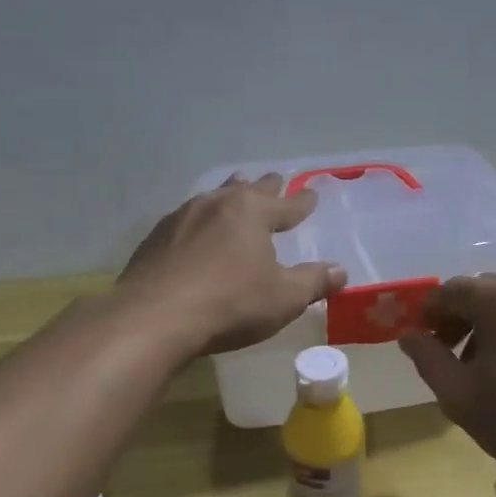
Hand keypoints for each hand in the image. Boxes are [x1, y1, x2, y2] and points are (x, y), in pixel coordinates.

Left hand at [118, 175, 345, 354]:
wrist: (154, 318)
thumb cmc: (231, 303)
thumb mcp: (284, 298)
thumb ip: (314, 282)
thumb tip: (341, 271)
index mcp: (253, 212)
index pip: (287, 204)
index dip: (302, 203)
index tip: (312, 195)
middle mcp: (217, 204)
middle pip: (247, 190)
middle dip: (265, 187)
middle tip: (274, 179)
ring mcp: (181, 218)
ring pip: (213, 198)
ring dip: (229, 195)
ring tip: (234, 191)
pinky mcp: (156, 238)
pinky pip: (187, 220)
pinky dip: (201, 220)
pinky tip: (196, 230)